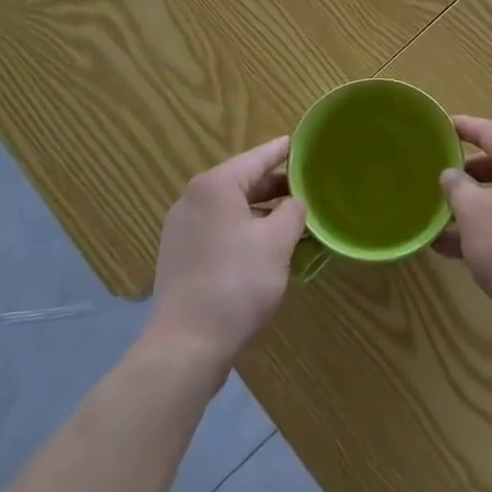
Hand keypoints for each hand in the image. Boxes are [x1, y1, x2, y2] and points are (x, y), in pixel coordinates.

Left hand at [148, 136, 307, 374]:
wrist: (185, 347)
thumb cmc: (236, 284)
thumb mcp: (277, 243)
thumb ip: (293, 211)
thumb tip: (296, 201)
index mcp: (216, 185)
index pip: (259, 156)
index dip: (286, 151)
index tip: (309, 145)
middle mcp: (194, 198)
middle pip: (244, 181)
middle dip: (278, 187)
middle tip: (311, 189)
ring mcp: (183, 227)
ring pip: (232, 207)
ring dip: (263, 212)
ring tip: (295, 221)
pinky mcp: (181, 254)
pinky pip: (220, 229)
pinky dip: (245, 230)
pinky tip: (267, 248)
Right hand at [436, 116, 491, 330]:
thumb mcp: (471, 211)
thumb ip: (456, 186)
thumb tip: (452, 175)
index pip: (491, 132)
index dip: (465, 127)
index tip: (443, 127)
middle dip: (468, 173)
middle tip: (441, 179)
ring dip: (475, 206)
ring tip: (441, 221)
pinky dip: (490, 226)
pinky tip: (459, 250)